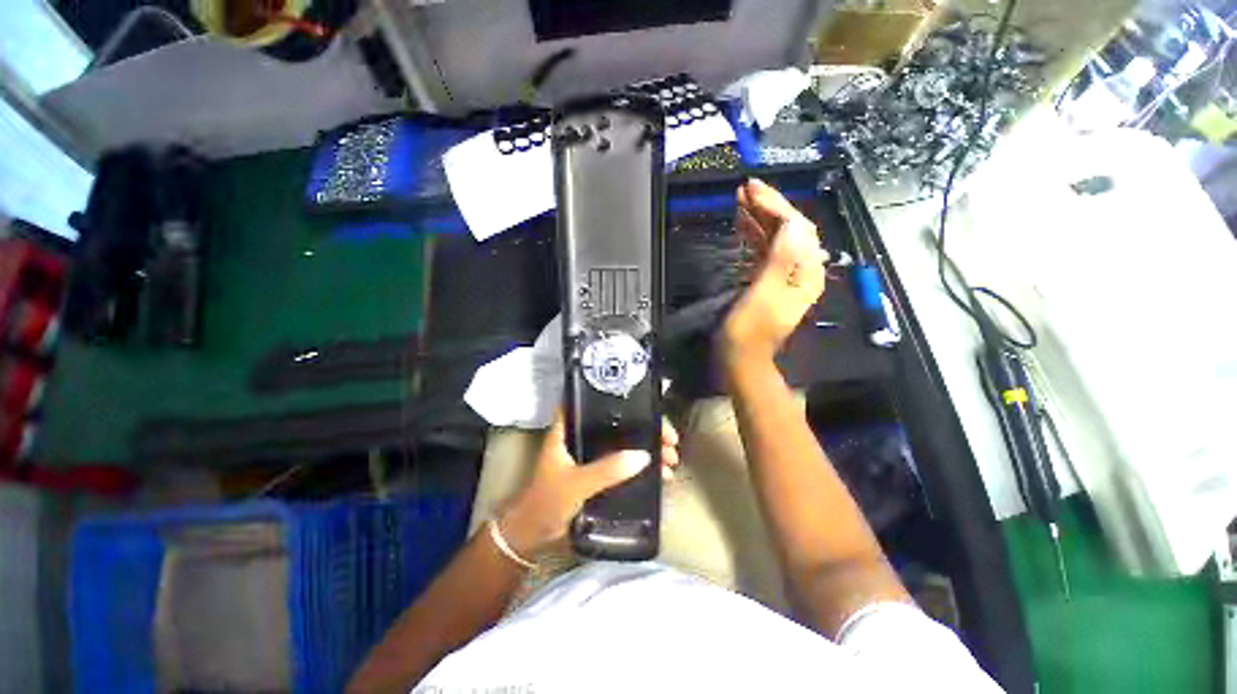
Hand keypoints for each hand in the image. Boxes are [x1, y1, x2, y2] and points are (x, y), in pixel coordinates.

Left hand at [499, 414, 679, 556]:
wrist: (533, 535)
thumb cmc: (547, 501)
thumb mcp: (577, 483)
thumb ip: (606, 471)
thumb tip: (644, 456)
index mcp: (569, 429)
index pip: (592, 401)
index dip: (616, 397)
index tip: (644, 402)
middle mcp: (582, 437)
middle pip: (618, 423)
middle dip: (645, 429)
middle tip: (669, 440)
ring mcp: (591, 455)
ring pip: (624, 444)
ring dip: (647, 449)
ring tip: (671, 460)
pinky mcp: (597, 472)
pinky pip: (624, 463)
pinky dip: (641, 467)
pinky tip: (660, 475)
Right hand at [723, 178, 827, 361]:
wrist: (742, 360)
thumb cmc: (748, 332)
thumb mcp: (764, 296)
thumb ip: (781, 260)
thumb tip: (792, 223)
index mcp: (804, 273)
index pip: (797, 227)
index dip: (776, 205)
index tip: (752, 188)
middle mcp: (802, 271)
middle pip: (791, 229)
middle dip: (769, 206)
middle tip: (745, 188)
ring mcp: (786, 276)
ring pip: (778, 237)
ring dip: (761, 217)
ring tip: (741, 200)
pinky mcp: (771, 282)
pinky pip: (768, 250)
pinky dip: (757, 234)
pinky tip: (744, 225)